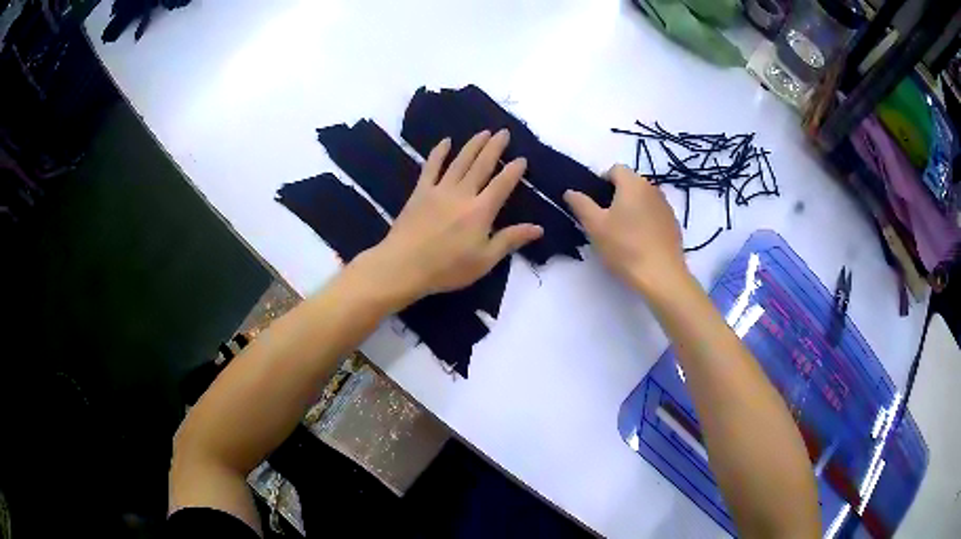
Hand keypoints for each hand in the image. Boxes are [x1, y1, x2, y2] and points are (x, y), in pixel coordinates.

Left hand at [353, 129, 542, 304]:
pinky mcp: (420, 191)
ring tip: (484, 132)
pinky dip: (439, 152)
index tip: (522, 158)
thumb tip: (538, 228)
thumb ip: (510, 240)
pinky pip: (431, 167)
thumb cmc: (447, 268)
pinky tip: (446, 141)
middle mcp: (463, 193)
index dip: (514, 170)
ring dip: (473, 145)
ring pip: (460, 161)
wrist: (404, 266)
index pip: (503, 184)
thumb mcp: (485, 260)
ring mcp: (440, 189)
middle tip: (504, 132)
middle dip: (495, 147)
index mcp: (481, 210)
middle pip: (482, 165)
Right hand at [564, 165, 687, 292]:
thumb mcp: (595, 226)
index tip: (595, 205)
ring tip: (623, 234)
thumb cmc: (625, 247)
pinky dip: (645, 222)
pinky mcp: (673, 225)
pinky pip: (654, 215)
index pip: (615, 169)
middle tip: (605, 221)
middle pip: (630, 184)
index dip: (601, 182)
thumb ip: (581, 204)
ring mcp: (666, 207)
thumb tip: (570, 191)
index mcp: (633, 183)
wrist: (661, 276)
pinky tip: (640, 243)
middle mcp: (652, 188)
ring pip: (643, 200)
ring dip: (632, 209)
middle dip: (616, 196)